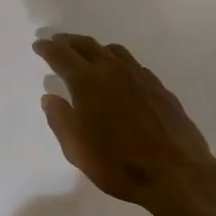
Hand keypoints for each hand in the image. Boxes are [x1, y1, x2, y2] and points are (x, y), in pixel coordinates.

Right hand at [33, 34, 215, 215]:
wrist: (176, 174)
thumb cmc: (118, 164)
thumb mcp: (76, 149)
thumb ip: (60, 119)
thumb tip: (50, 97)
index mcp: (88, 82)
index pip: (61, 55)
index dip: (47, 48)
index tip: (39, 44)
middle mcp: (113, 71)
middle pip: (87, 45)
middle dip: (68, 41)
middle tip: (57, 41)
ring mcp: (140, 77)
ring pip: (113, 51)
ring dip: (95, 49)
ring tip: (87, 56)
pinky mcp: (159, 88)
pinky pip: (133, 65)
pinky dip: (118, 63)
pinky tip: (119, 76)